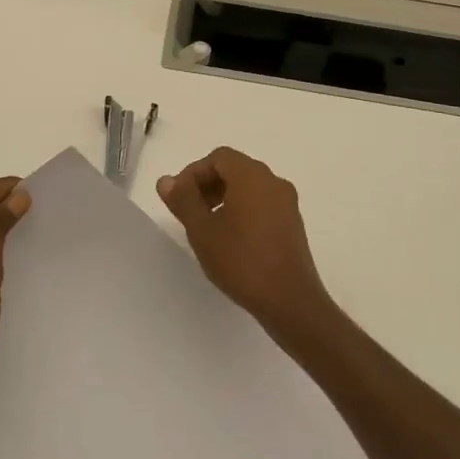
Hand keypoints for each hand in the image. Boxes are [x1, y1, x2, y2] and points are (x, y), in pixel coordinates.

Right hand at [157, 147, 334, 336]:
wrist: (290, 300)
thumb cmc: (241, 261)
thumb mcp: (202, 230)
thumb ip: (183, 200)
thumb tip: (166, 181)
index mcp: (252, 176)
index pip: (218, 158)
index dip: (194, 173)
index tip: (179, 198)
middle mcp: (273, 181)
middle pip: (235, 169)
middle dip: (207, 184)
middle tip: (189, 211)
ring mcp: (287, 202)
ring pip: (249, 187)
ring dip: (224, 198)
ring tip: (207, 227)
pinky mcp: (293, 223)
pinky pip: (263, 203)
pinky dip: (242, 210)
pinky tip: (231, 239)